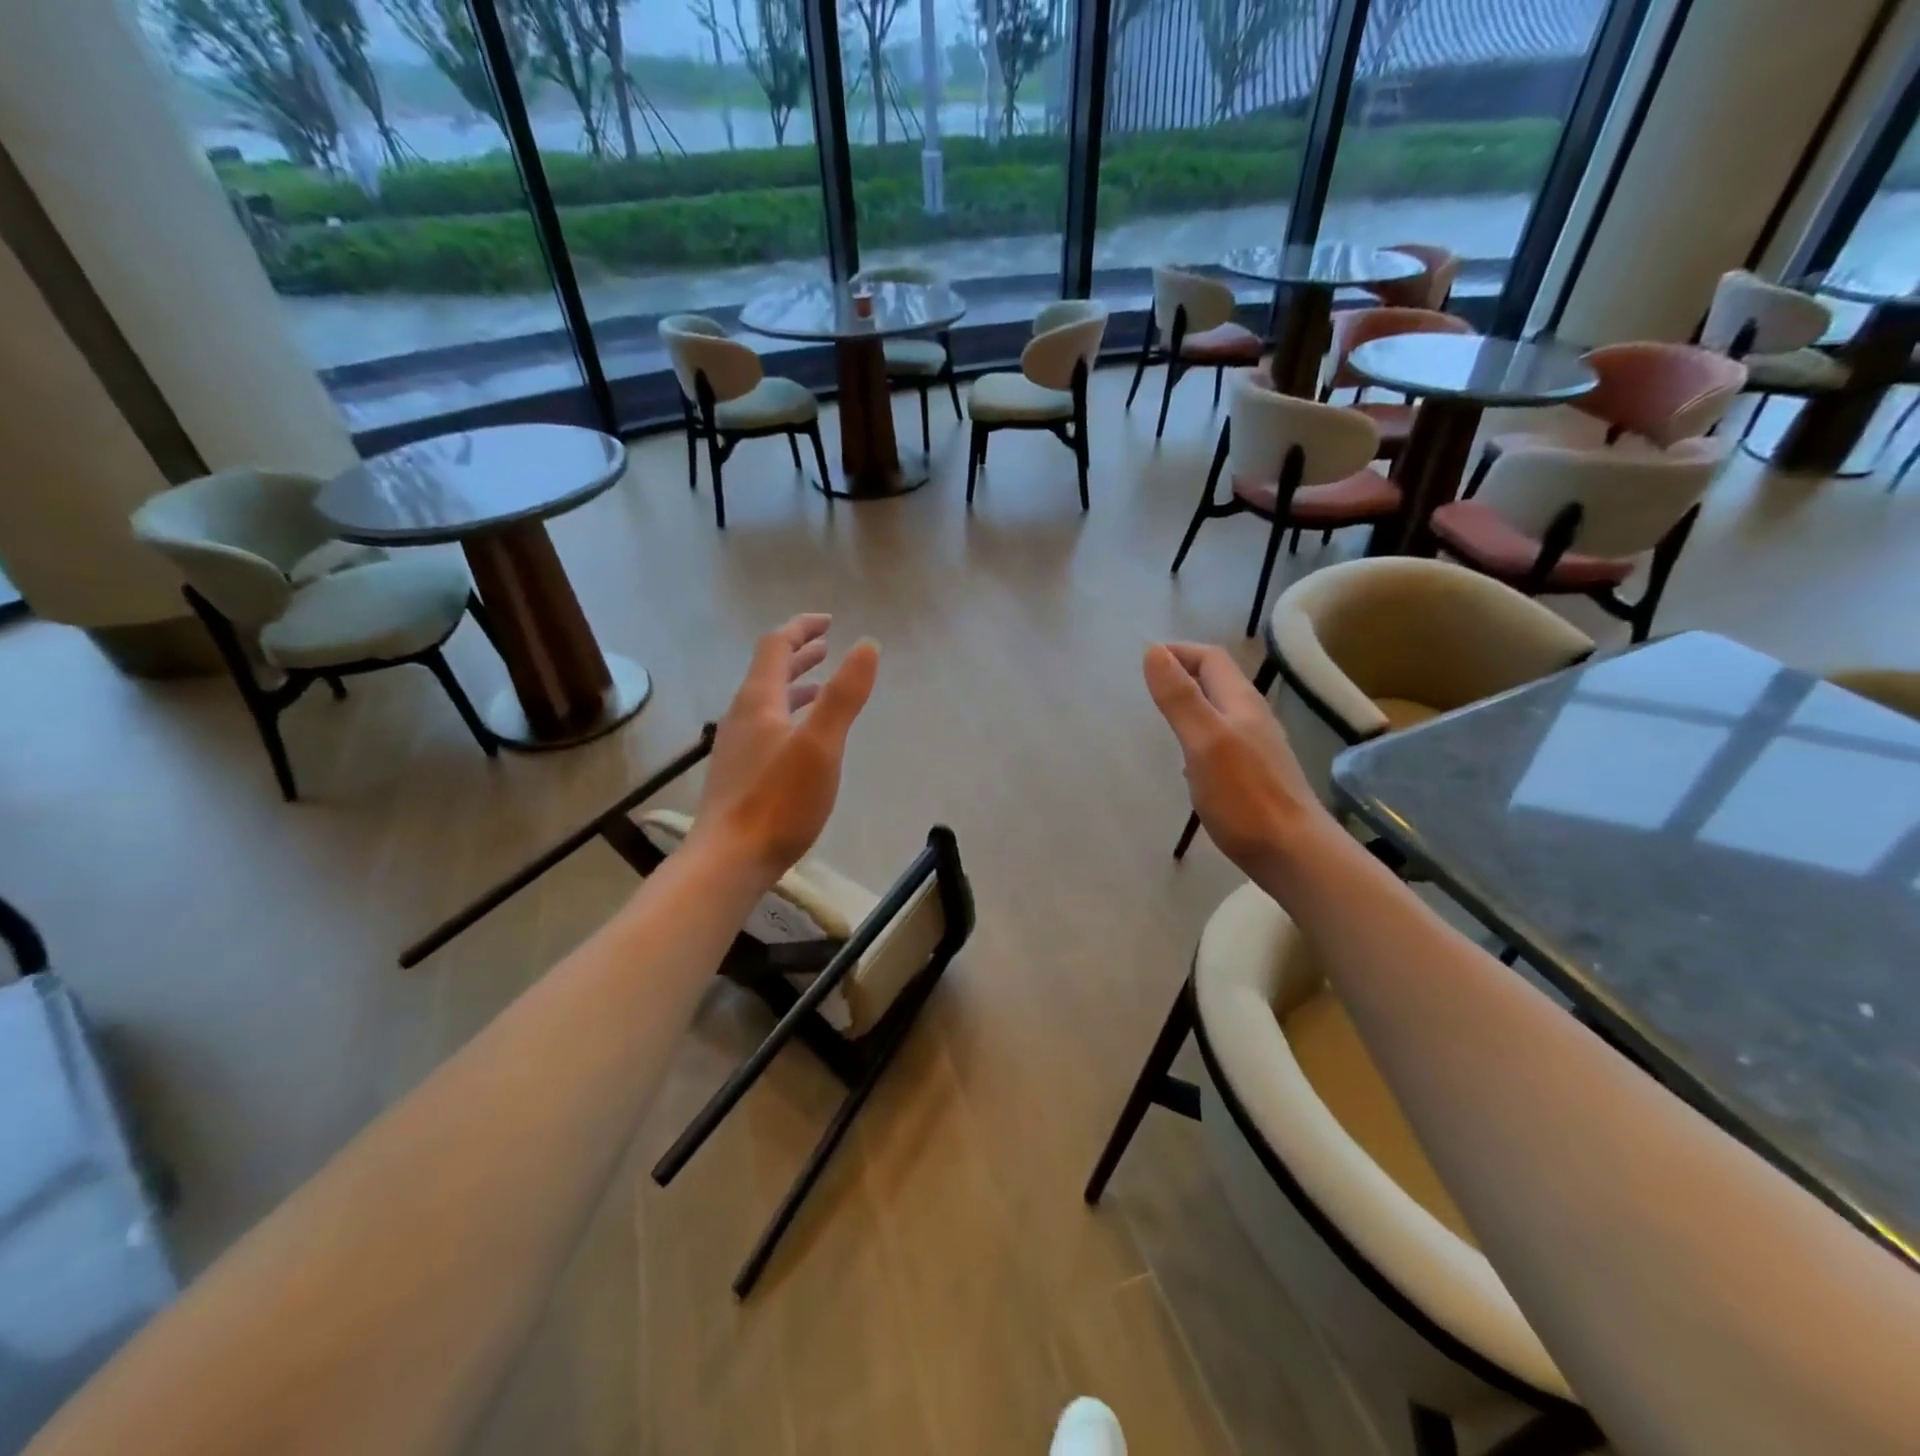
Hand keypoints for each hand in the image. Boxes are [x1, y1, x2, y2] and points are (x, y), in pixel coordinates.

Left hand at [690, 615, 879, 883]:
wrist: (729, 859)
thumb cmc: (779, 801)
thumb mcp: (821, 745)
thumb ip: (843, 695)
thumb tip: (866, 645)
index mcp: (759, 701)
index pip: (776, 646)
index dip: (802, 628)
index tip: (828, 621)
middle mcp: (742, 716)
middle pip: (769, 671)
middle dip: (799, 654)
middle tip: (826, 645)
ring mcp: (737, 746)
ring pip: (767, 701)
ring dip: (794, 685)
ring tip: (820, 684)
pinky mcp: (738, 773)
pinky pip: (765, 726)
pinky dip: (789, 714)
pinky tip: (801, 737)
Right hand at [1143, 642, 1327, 874]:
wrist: (1294, 853)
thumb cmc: (1244, 796)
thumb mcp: (1203, 741)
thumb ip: (1179, 697)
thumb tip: (1154, 651)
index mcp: (1241, 703)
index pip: (1211, 659)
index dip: (1179, 652)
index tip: (1145, 660)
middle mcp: (1253, 718)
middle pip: (1219, 682)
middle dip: (1185, 674)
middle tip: (1150, 686)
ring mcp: (1259, 748)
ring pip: (1222, 712)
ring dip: (1193, 705)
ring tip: (1163, 717)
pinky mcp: (1257, 776)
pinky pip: (1225, 741)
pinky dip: (1201, 736)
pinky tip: (1189, 761)